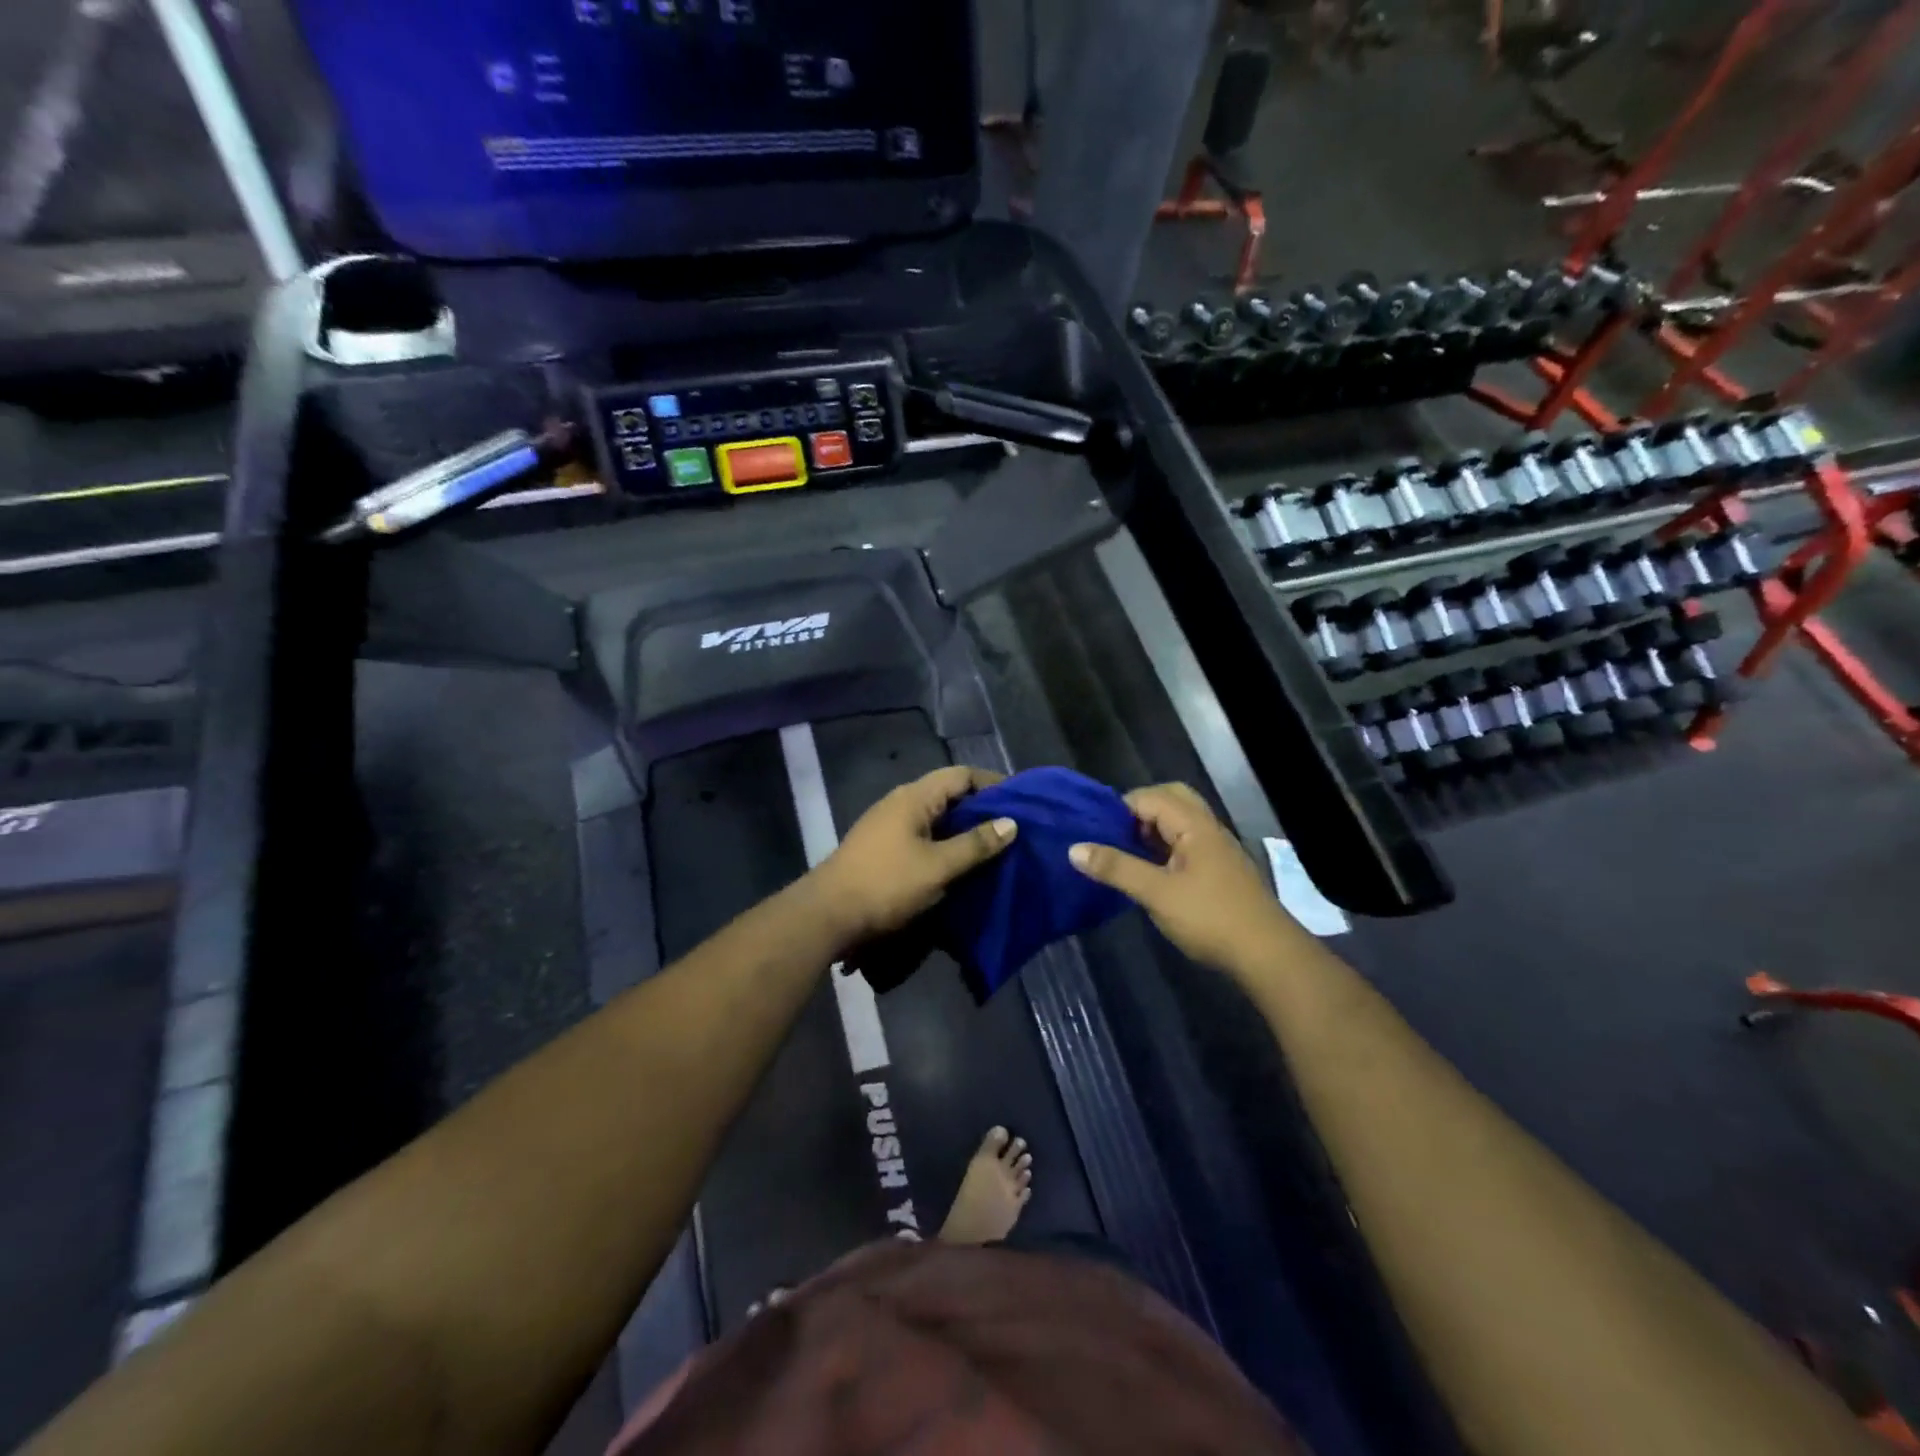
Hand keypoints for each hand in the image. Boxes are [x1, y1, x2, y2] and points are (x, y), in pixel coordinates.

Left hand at [810, 766, 1016, 945]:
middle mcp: (901, 803)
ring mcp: (888, 826)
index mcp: (914, 797)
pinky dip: (946, 846)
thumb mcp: (938, 866)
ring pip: (936, 819)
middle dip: (981, 810)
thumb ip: (976, 844)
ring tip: (994, 848)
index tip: (1021, 801)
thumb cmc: (886, 884)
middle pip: (949, 795)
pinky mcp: (883, 849)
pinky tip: (961, 866)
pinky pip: (924, 837)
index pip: (960, 775)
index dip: (992, 784)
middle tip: (1013, 828)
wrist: (827, 915)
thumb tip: (1011, 823)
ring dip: (964, 830)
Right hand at [1068, 783, 1292, 975]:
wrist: (1268, 955)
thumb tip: (1074, 848)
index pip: (1149, 797)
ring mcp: (1217, 849)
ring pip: (1180, 822)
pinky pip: (1186, 843)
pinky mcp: (1219, 870)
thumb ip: (1116, 868)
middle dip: (1138, 811)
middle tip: (1114, 835)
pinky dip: (1164, 848)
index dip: (1119, 808)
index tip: (1093, 829)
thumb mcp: (1157, 893)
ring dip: (1151, 830)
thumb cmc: (1210, 917)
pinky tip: (1150, 872)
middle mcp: (1207, 828)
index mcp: (1194, 825)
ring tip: (1125, 853)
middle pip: (1170, 799)